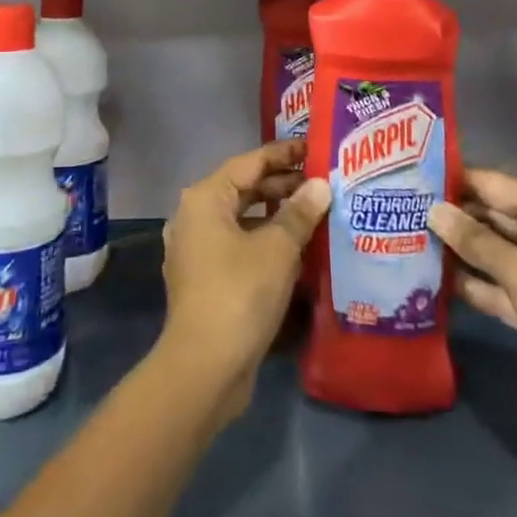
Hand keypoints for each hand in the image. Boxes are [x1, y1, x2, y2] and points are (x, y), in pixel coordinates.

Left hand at [159, 141, 330, 423]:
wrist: (204, 367)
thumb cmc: (240, 293)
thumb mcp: (278, 249)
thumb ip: (299, 213)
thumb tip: (320, 185)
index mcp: (205, 198)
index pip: (250, 162)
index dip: (284, 154)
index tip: (315, 149)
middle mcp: (194, 216)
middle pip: (244, 189)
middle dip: (282, 186)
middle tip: (322, 184)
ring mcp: (196, 249)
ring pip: (241, 219)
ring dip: (275, 216)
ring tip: (315, 214)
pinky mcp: (204, 278)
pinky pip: (237, 245)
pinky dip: (264, 241)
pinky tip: (295, 251)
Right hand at [428, 168, 516, 468]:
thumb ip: (477, 242)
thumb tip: (434, 209)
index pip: (494, 185)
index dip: (455, 179)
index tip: (411, 176)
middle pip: (494, 218)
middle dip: (453, 216)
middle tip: (401, 210)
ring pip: (496, 255)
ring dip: (461, 253)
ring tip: (410, 241)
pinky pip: (504, 290)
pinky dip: (478, 287)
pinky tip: (439, 284)